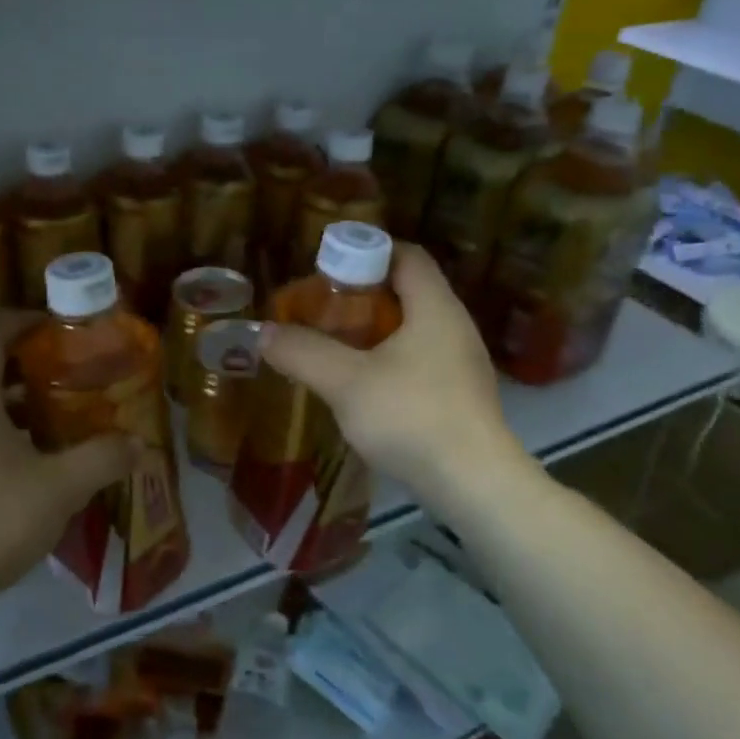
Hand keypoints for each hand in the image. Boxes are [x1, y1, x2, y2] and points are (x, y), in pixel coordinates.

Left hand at [0, 311, 138, 610]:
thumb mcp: (59, 488)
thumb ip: (102, 459)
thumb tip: (138, 443)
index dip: (18, 319)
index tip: (54, 326)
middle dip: (28, 364)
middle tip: (70, 374)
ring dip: (18, 403)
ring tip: (62, 419)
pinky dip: (5, 434)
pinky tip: (36, 465)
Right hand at [259, 244, 537, 507]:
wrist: (475, 487)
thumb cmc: (412, 418)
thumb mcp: (345, 382)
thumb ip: (303, 352)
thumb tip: (264, 332)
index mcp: (435, 308)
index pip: (407, 255)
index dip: (367, 251)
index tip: (328, 268)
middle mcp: (454, 327)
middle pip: (407, 290)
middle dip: (361, 295)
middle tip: (320, 308)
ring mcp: (461, 363)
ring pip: (411, 328)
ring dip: (372, 331)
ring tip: (333, 345)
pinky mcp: (458, 395)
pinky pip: (418, 359)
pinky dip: (386, 359)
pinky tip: (360, 385)